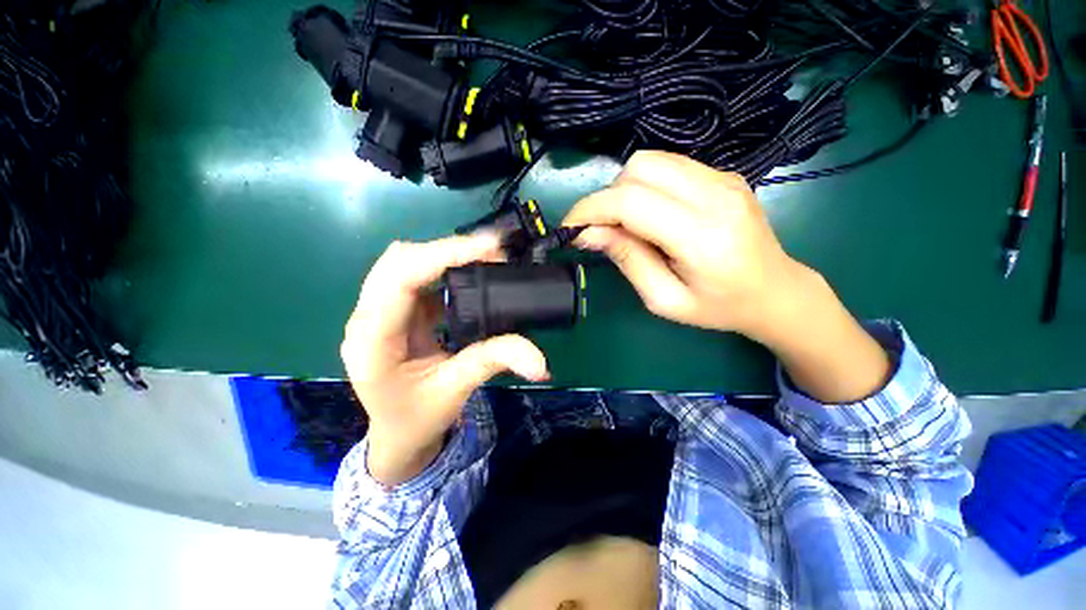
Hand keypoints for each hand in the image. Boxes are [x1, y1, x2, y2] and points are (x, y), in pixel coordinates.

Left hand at [342, 234, 548, 485]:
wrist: (398, 434)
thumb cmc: (418, 418)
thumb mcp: (456, 390)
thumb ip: (494, 362)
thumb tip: (541, 362)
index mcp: (373, 340)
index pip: (400, 279)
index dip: (442, 255)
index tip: (488, 246)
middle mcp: (367, 319)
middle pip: (398, 261)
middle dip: (446, 250)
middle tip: (492, 251)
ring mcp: (378, 312)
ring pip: (405, 263)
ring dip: (445, 256)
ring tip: (485, 257)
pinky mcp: (396, 312)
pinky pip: (417, 277)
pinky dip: (444, 269)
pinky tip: (470, 273)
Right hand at [564, 150, 890, 402]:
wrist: (776, 291)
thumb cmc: (718, 307)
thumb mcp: (664, 299)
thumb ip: (626, 260)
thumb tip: (588, 234)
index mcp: (702, 237)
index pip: (631, 202)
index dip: (591, 209)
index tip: (570, 228)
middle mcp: (716, 195)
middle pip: (639, 168)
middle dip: (607, 197)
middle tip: (604, 230)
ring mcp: (724, 178)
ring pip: (651, 160)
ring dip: (625, 189)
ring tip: (628, 223)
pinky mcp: (724, 174)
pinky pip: (669, 165)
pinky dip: (646, 185)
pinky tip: (653, 213)